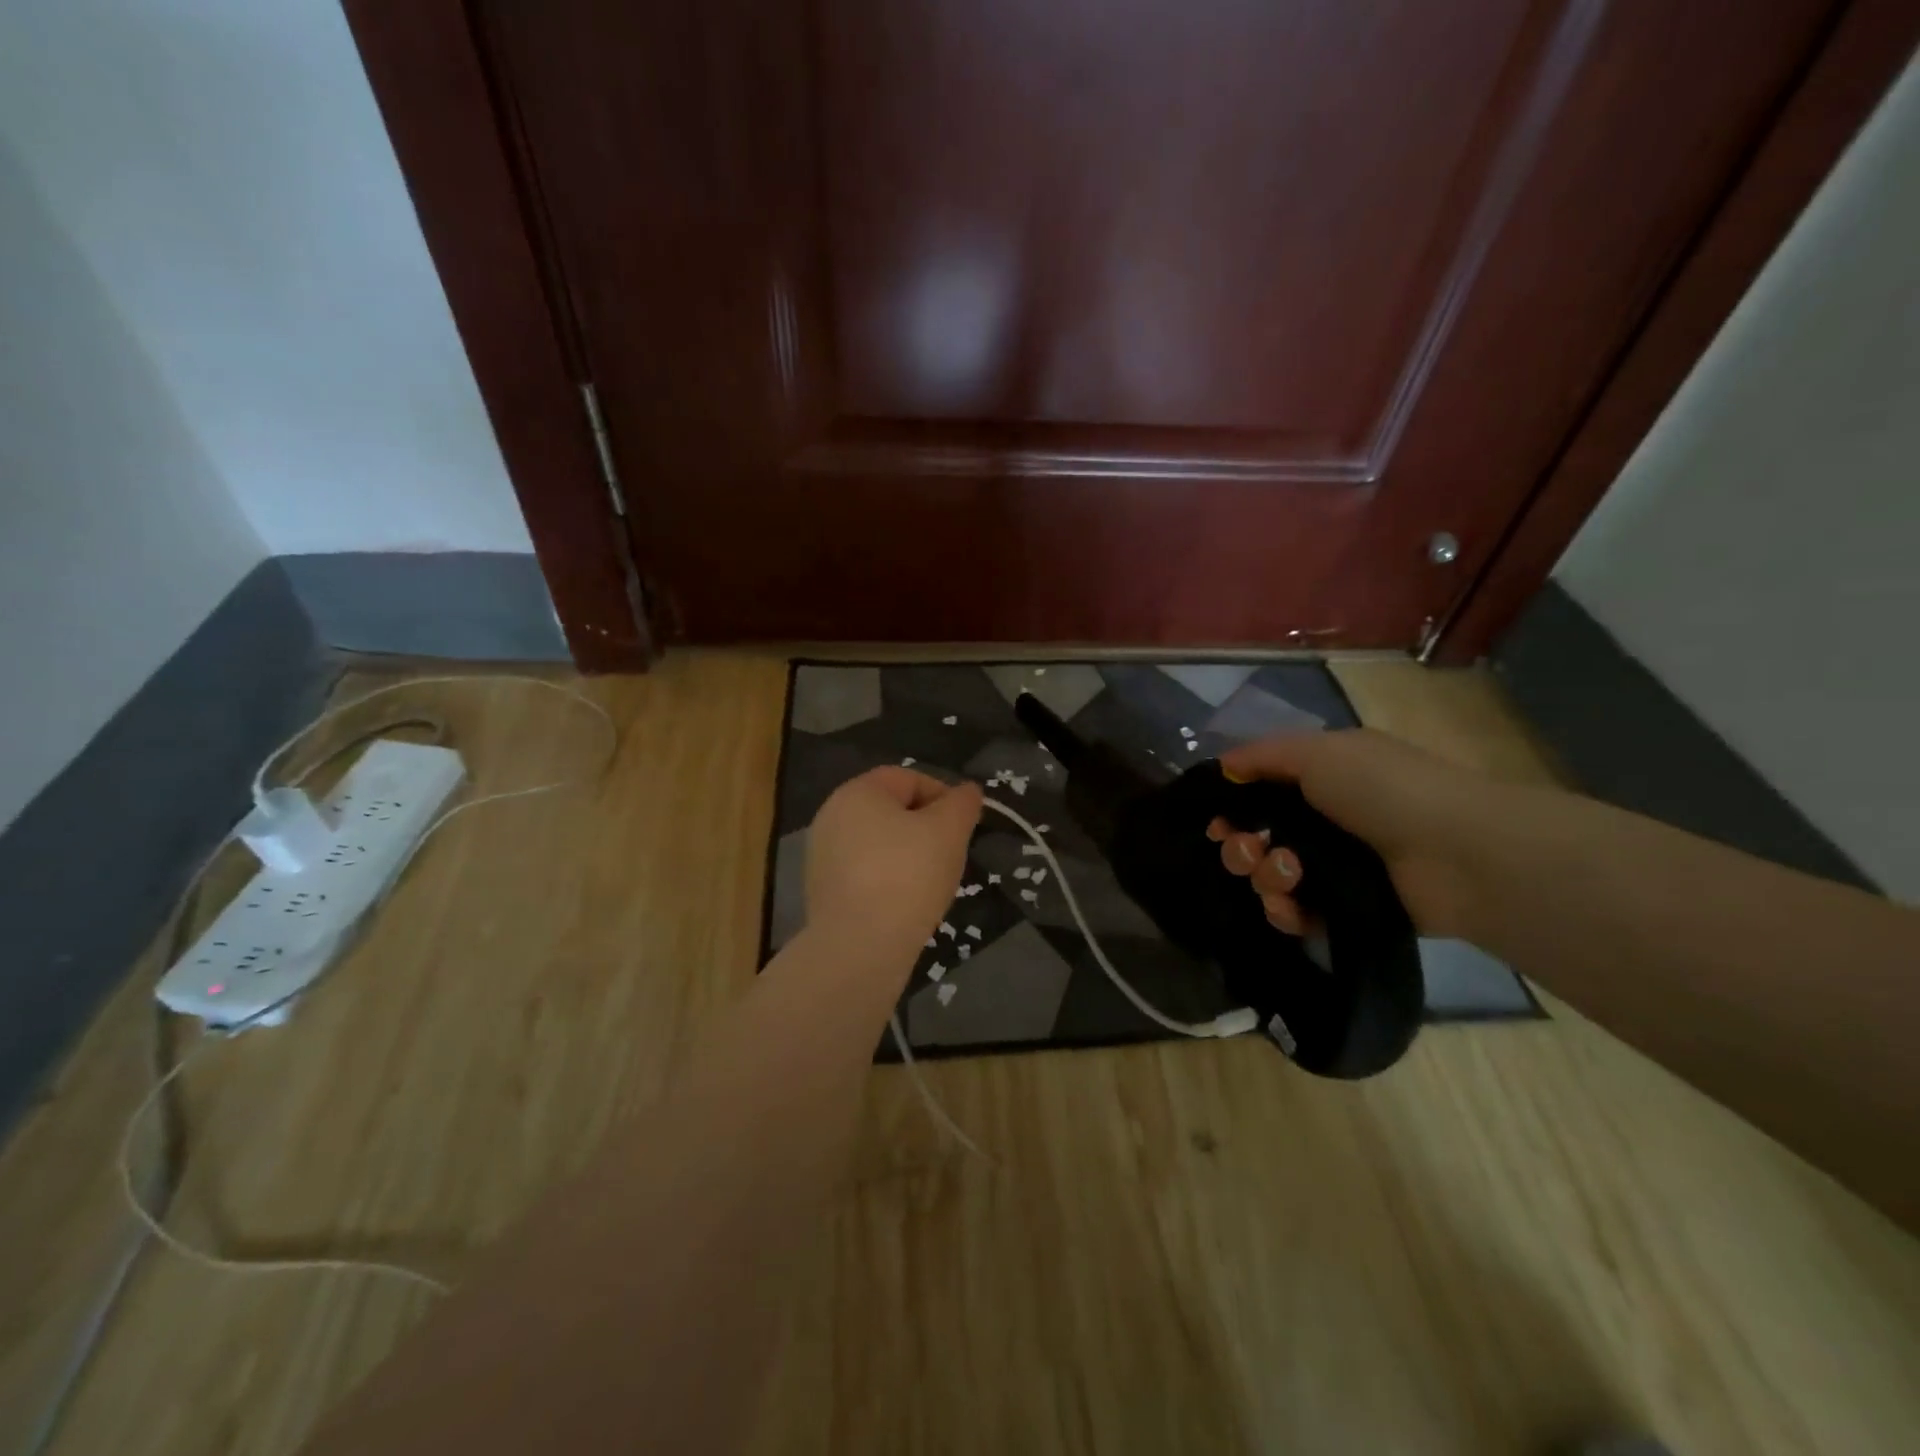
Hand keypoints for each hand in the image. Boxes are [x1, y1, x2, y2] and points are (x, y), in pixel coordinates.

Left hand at [806, 767, 982, 965]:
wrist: (859, 947)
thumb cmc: (907, 876)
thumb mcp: (948, 831)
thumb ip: (962, 804)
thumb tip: (968, 792)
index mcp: (858, 792)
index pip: (909, 779)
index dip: (943, 796)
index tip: (964, 826)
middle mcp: (832, 816)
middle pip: (892, 811)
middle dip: (926, 828)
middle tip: (951, 854)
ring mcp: (823, 855)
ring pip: (879, 844)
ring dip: (909, 856)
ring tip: (931, 882)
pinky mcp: (823, 890)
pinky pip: (865, 873)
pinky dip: (888, 880)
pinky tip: (906, 904)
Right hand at [1205, 729, 1484, 938]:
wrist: (1460, 853)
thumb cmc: (1385, 790)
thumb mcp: (1320, 752)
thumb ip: (1263, 755)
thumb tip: (1222, 767)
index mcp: (1320, 780)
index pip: (1259, 795)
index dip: (1231, 809)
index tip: (1217, 823)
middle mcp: (1323, 823)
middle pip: (1257, 839)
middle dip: (1241, 848)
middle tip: (1249, 851)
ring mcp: (1335, 870)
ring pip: (1271, 878)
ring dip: (1265, 876)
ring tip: (1290, 875)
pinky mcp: (1346, 911)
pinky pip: (1296, 914)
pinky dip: (1286, 911)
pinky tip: (1293, 907)